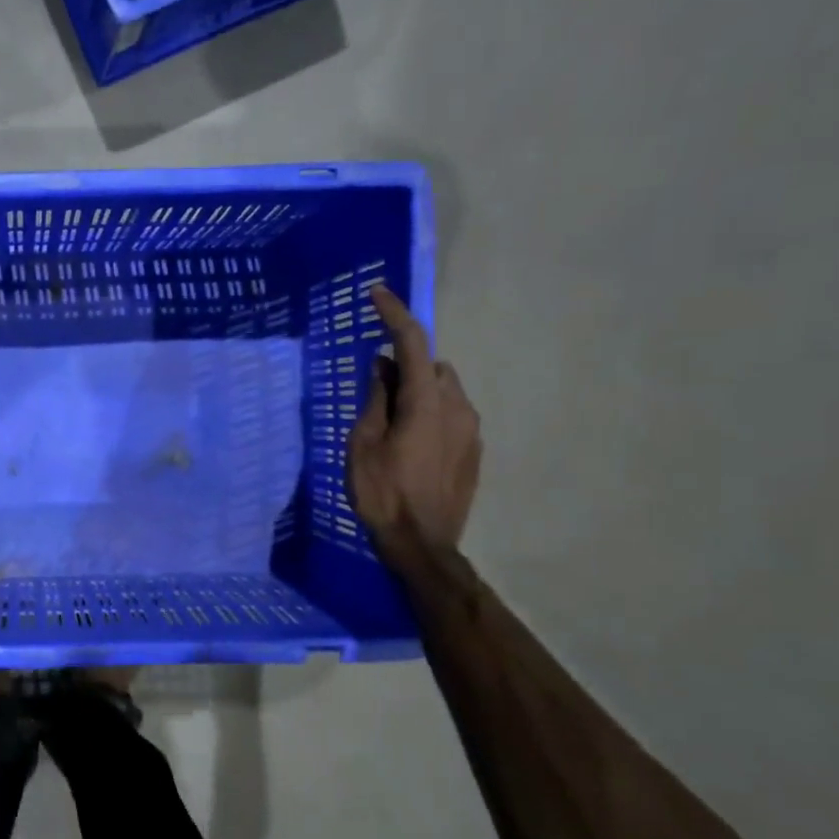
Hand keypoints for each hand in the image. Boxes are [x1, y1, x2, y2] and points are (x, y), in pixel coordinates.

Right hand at [346, 284, 480, 564]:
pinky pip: (451, 414)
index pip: (412, 344)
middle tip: (374, 385)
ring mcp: (471, 430)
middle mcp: (458, 407)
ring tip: (389, 418)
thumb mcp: (364, 444)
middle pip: (432, 366)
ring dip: (418, 389)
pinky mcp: (473, 450)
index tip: (378, 293)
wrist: (422, 545)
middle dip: (405, 364)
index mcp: (427, 402)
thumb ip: (376, 400)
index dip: (394, 314)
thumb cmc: (382, 493)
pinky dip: (429, 411)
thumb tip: (383, 366)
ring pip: (444, 390)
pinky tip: (408, 441)